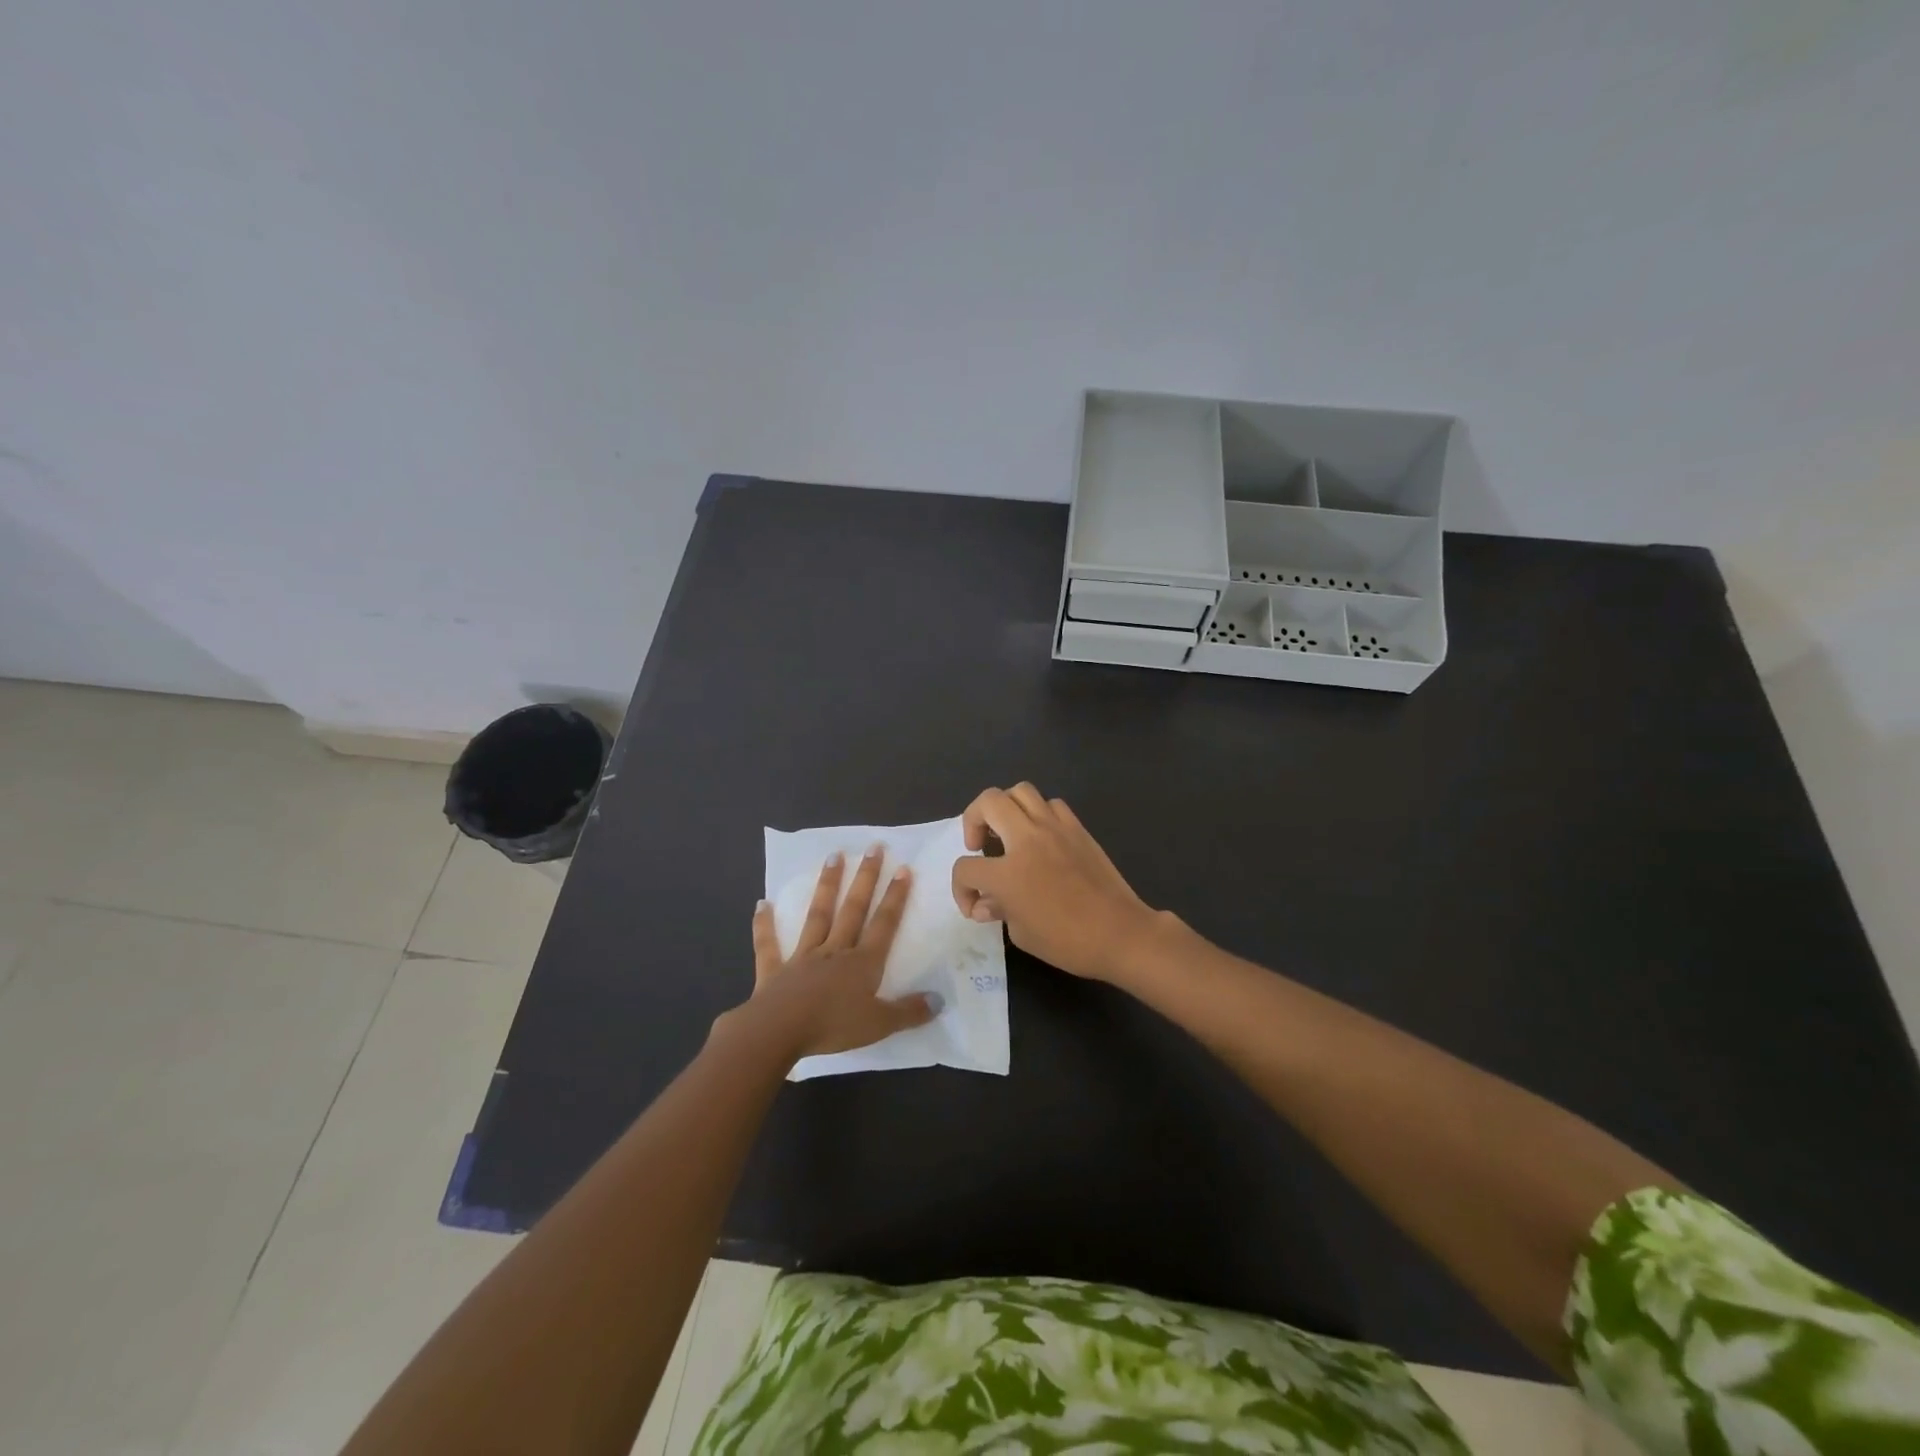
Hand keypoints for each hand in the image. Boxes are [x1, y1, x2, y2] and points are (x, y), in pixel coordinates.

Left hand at [733, 846, 937, 1060]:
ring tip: (834, 856)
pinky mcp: (774, 970)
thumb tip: (939, 1000)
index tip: (902, 868)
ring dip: (827, 886)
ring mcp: (803, 957)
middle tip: (873, 848)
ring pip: (818, 915)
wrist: (779, 1032)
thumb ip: (909, 1012)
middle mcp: (835, 951)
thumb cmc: (833, 1027)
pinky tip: (762, 904)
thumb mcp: (880, 1024)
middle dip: (866, 878)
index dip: (895, 897)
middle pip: (853, 909)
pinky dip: (765, 925)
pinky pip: (770, 944)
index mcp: (862, 963)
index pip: (884, 924)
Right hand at [949, 784, 1162, 981]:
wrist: (1120, 934)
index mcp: (1007, 873)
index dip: (961, 889)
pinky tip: (1041, 836)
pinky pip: (1052, 804)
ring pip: (1020, 791)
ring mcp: (1055, 829)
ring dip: (1005, 807)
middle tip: (979, 844)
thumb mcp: (1022, 934)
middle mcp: (1027, 840)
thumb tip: (986, 902)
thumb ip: (998, 910)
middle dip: (973, 820)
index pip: (966, 868)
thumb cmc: (1068, 942)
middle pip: (988, 802)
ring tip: (1008, 831)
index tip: (974, 905)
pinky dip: (1039, 814)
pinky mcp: (1078, 829)